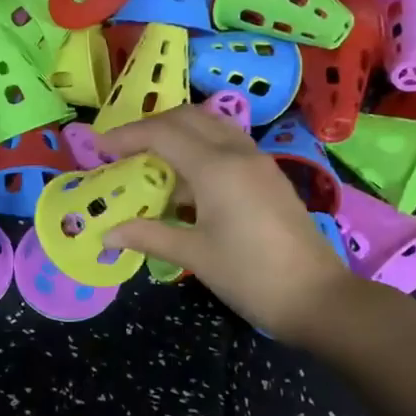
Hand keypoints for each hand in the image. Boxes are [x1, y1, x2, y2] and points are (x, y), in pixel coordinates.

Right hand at [102, 105, 361, 342]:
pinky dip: (199, 150)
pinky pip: (227, 146)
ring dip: (178, 133)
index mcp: (216, 168)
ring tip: (150, 161)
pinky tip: (185, 184)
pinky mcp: (268, 177)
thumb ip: (148, 236)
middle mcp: (238, 153)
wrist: (317, 297)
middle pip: (188, 117)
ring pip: (211, 127)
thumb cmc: (250, 275)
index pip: (162, 133)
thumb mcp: (194, 255)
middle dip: (151, 126)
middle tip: (123, 148)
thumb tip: (108, 233)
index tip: (98, 148)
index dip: (126, 136)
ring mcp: (258, 162)